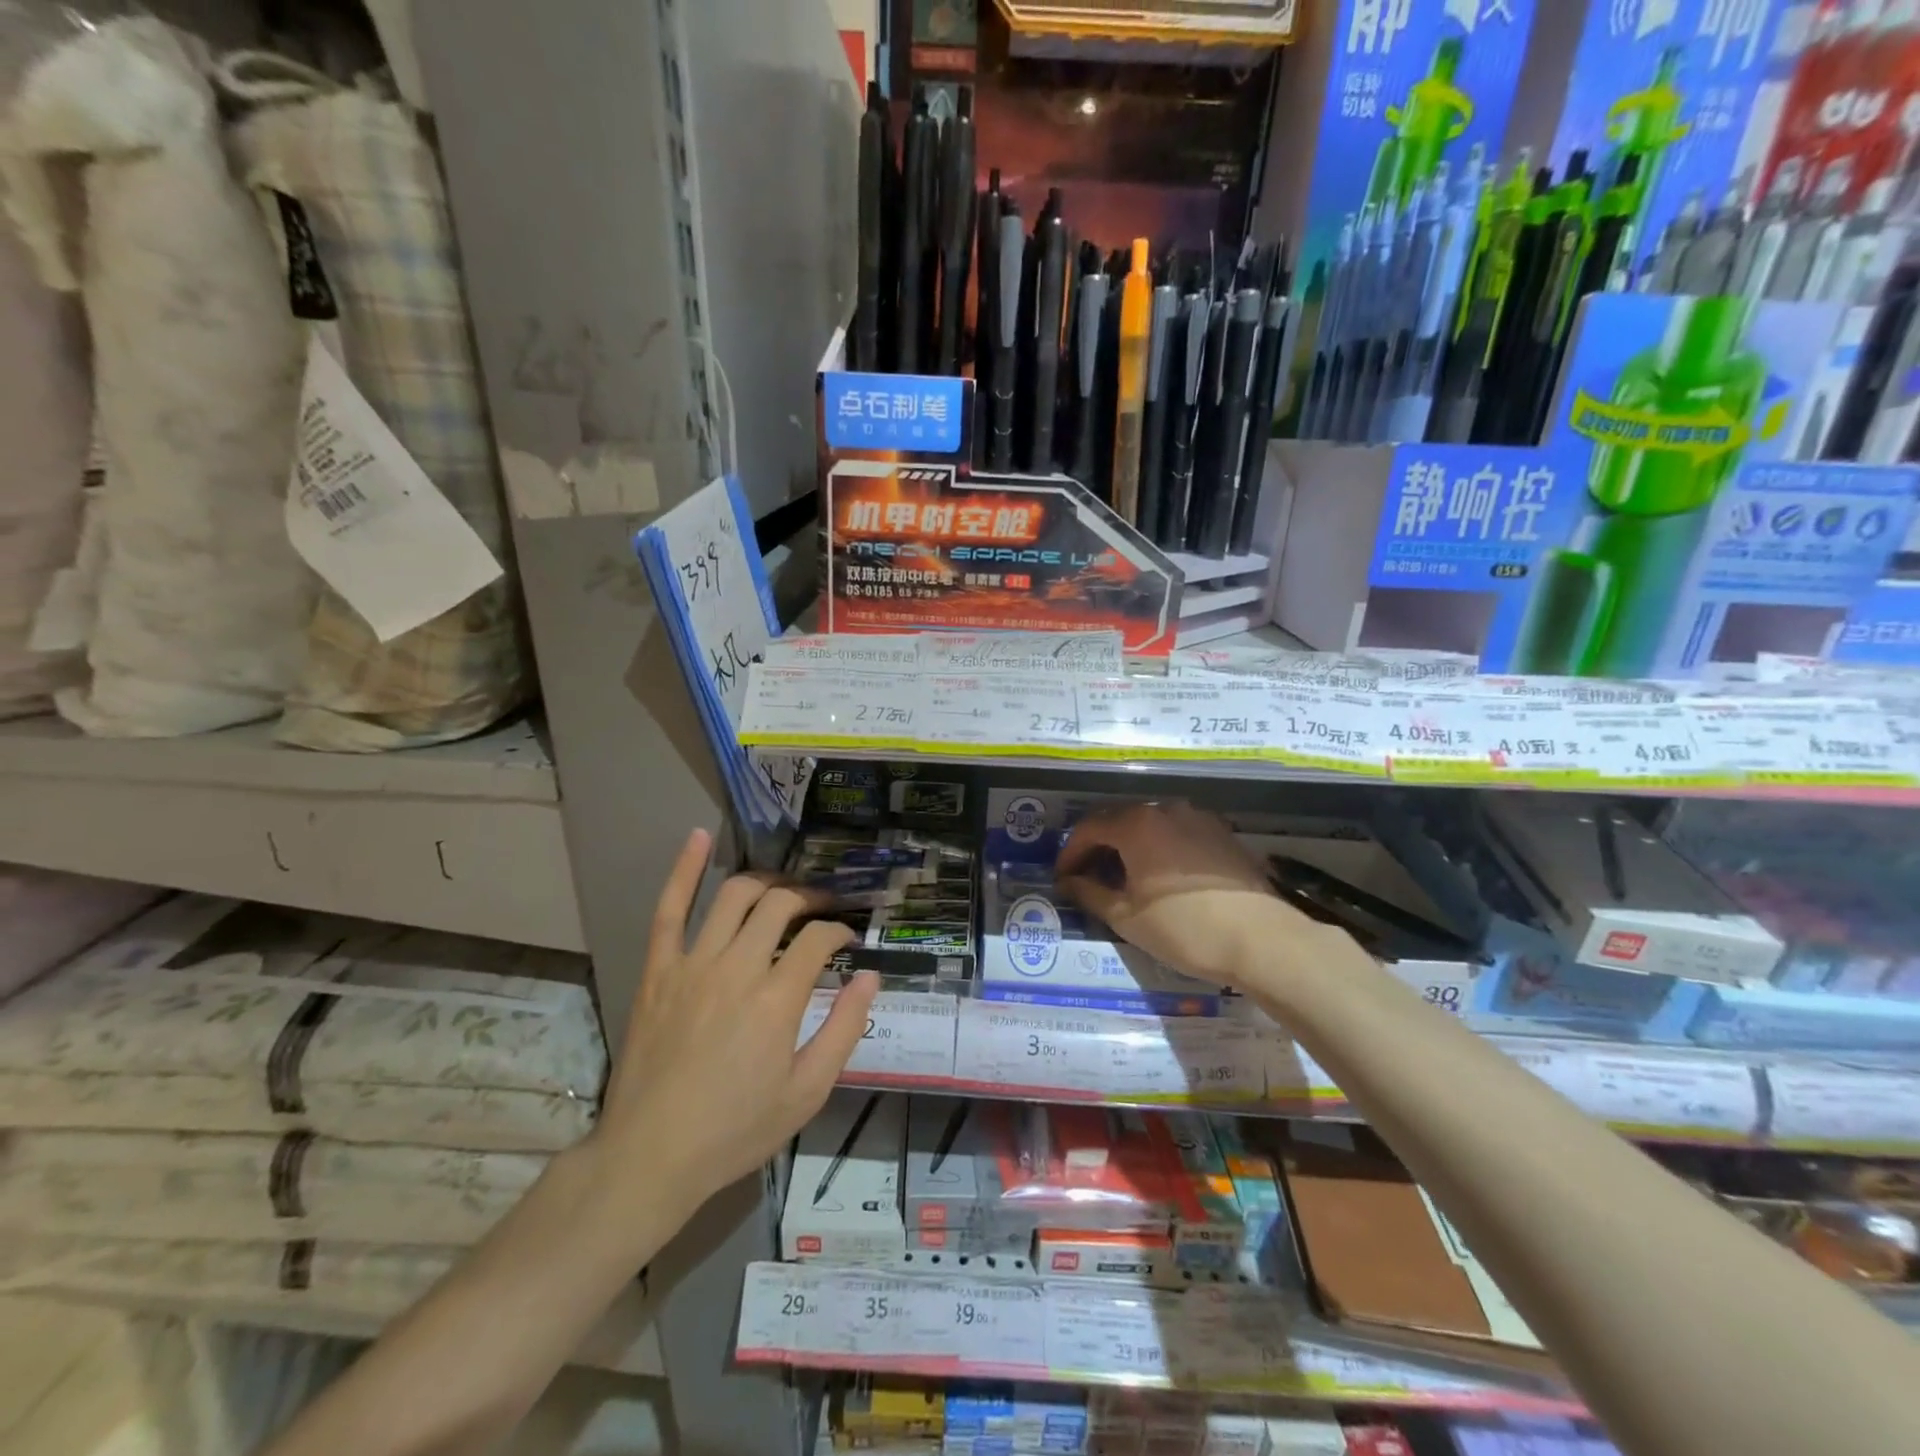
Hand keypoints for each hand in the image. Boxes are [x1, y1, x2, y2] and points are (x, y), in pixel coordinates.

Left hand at [589, 829, 878, 1221]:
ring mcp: (692, 964)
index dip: (840, 931)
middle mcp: (737, 967)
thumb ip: (844, 1029)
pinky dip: (684, 870)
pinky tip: (699, 838)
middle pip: (781, 906)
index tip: (847, 941)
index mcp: (777, 999)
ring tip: (782, 888)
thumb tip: (870, 977)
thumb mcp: (807, 1092)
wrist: (650, 1156)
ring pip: (734, 896)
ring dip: (765, 882)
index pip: (818, 939)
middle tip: (822, 908)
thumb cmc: (736, 1129)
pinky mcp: (659, 970)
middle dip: (810, 898)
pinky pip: (668, 909)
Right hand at [1055, 801, 1329, 988]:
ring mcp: (1198, 818)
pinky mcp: (1222, 833)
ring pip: (1150, 825)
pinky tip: (1161, 876)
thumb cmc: (1185, 929)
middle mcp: (1165, 809)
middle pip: (1119, 820)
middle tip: (1088, 876)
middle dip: (1099, 846)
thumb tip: (1069, 882)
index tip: (1062, 877)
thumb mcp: (1126, 917)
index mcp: (1136, 824)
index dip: (1070, 852)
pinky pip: (1178, 833)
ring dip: (1130, 846)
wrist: (1263, 940)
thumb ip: (1090, 893)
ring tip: (1124, 877)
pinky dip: (1159, 848)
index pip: (1089, 828)